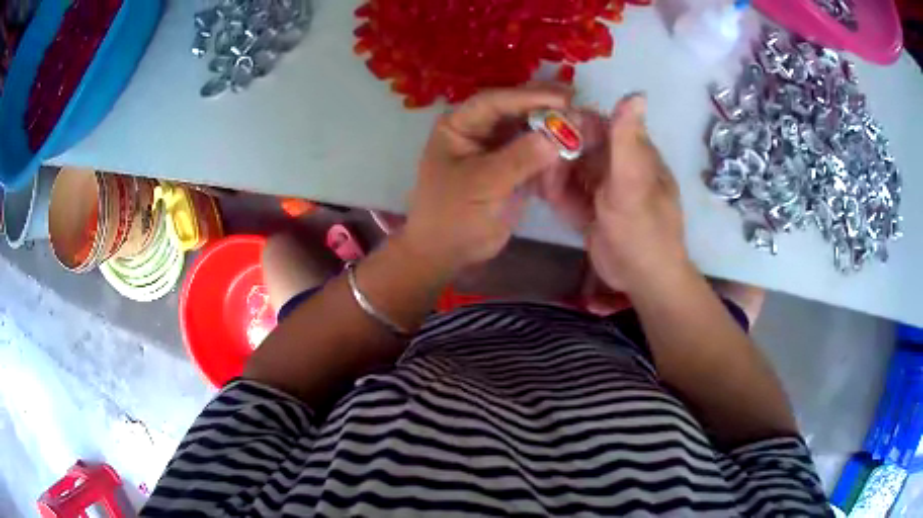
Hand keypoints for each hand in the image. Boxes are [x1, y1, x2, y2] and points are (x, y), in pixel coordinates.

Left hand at [401, 85, 570, 273]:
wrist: (448, 252)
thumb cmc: (453, 215)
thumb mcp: (483, 184)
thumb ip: (519, 158)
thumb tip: (556, 137)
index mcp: (459, 125)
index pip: (495, 101)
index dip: (529, 97)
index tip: (563, 98)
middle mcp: (478, 130)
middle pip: (514, 110)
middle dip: (544, 107)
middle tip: (577, 103)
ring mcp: (496, 148)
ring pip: (527, 129)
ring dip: (552, 129)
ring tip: (581, 126)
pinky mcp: (510, 168)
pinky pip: (534, 152)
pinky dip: (551, 153)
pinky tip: (570, 151)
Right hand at [541, 94, 689, 293]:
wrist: (644, 282)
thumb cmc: (643, 231)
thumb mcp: (633, 183)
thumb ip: (627, 140)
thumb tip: (636, 93)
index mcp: (634, 153)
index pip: (598, 125)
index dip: (571, 123)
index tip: (543, 129)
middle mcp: (618, 166)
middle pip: (580, 147)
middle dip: (556, 153)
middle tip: (534, 164)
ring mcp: (604, 190)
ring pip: (571, 171)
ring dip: (553, 175)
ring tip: (537, 183)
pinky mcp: (592, 211)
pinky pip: (570, 194)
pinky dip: (556, 194)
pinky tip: (543, 195)